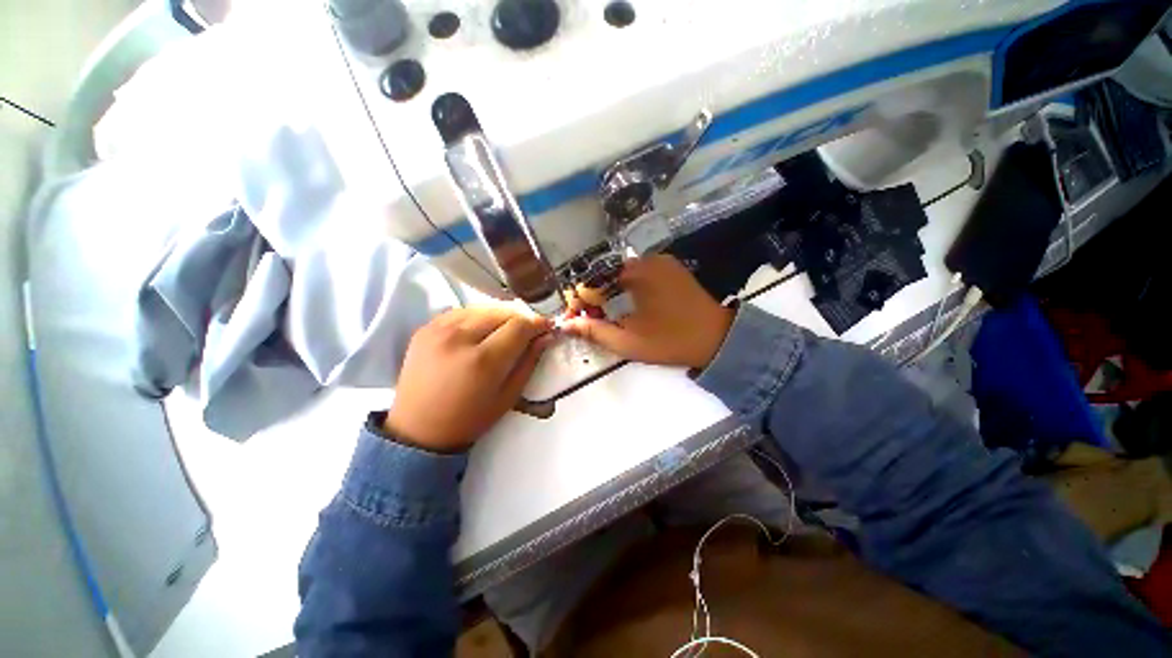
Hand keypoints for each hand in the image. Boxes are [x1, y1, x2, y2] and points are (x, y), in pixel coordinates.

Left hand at [384, 307, 552, 451]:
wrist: (418, 428)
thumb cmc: (469, 419)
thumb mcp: (509, 396)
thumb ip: (529, 362)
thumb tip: (546, 336)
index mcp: (483, 360)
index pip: (519, 326)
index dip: (538, 324)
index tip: (546, 328)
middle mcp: (459, 337)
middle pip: (503, 311)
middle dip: (521, 319)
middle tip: (527, 332)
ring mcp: (439, 329)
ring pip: (483, 307)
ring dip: (501, 316)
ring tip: (505, 332)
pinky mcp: (426, 327)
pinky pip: (462, 311)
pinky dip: (479, 317)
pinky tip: (481, 331)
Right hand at [563, 255, 733, 368]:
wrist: (718, 339)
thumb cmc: (671, 341)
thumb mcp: (628, 342)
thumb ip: (594, 331)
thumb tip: (565, 324)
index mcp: (636, 273)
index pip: (594, 278)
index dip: (580, 298)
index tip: (575, 317)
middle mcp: (647, 259)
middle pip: (607, 273)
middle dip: (594, 296)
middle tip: (590, 319)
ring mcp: (661, 262)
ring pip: (622, 274)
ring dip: (609, 293)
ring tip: (605, 315)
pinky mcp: (671, 269)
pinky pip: (639, 274)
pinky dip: (626, 289)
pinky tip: (626, 306)